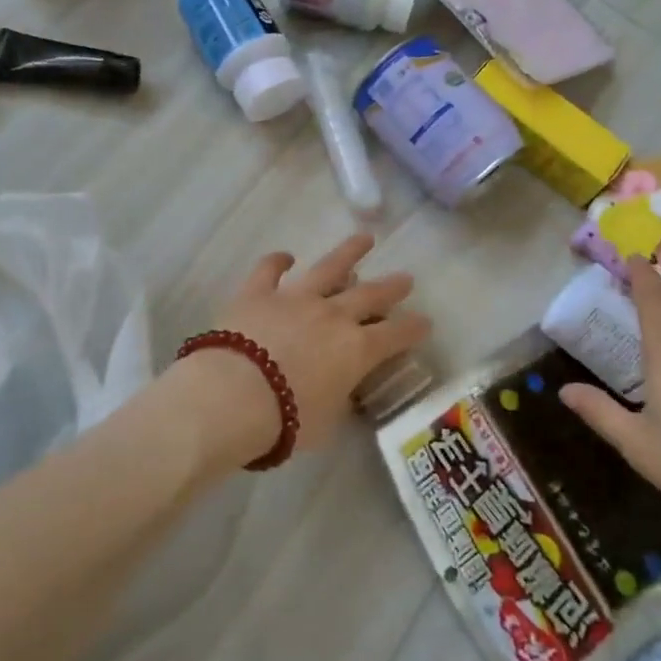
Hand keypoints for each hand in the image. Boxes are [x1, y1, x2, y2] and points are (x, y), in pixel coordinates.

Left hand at [179, 233, 430, 472]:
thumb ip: (337, 400)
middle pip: (370, 295)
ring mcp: (295, 298)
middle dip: (392, 287)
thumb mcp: (325, 422)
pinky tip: (285, 256)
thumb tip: (340, 391)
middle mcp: (333, 316)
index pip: (396, 336)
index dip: (414, 329)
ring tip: (364, 238)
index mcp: (356, 350)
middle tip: (406, 277)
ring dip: (349, 252)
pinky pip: (270, 270)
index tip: (425, 322)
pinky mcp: (258, 293)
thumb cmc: (286, 421)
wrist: (234, 396)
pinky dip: (278, 261)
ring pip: (328, 268)